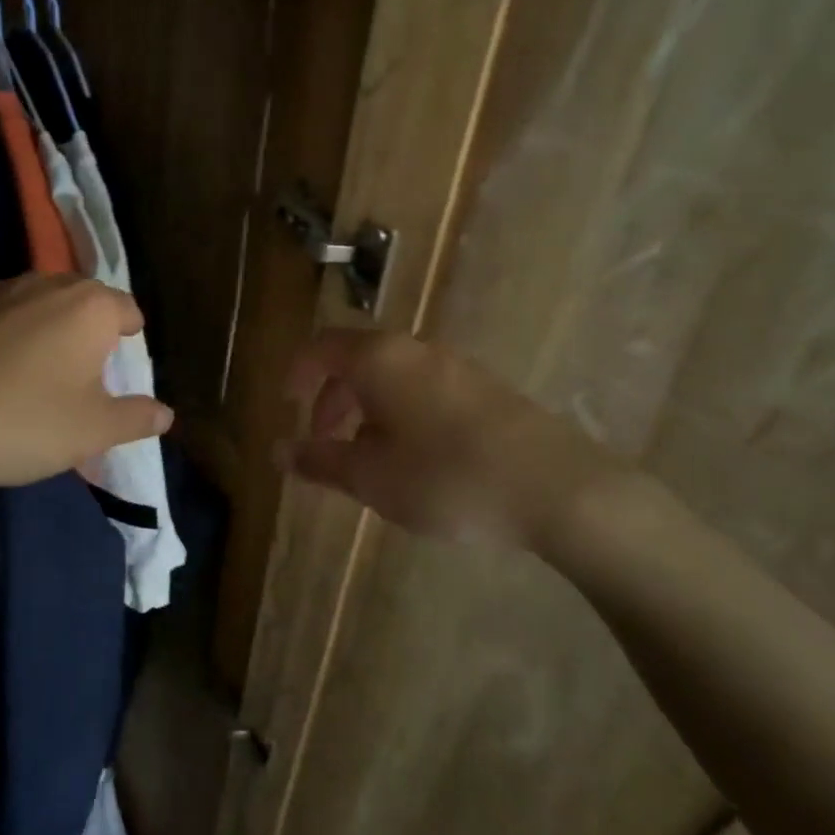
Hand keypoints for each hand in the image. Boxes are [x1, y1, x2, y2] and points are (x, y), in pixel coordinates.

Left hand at [0, 275, 172, 497]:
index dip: (130, 334)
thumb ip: (136, 418)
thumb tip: (166, 413)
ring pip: (38, 302)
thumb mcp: (93, 431)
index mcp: (89, 307)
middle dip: (89, 328)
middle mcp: (46, 285)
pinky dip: (5, 333)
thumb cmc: (23, 422)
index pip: (126, 308)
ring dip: (46, 327)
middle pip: (83, 299)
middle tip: (84, 372)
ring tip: (36, 371)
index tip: (123, 361)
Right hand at [278, 330, 626, 556]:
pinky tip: (415, 457)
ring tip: (367, 457)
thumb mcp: (372, 478)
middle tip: (324, 441)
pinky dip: (400, 411)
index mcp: (379, 358)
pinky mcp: (485, 388)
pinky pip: (423, 388)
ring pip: (391, 375)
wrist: (556, 487)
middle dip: (331, 398)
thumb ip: (319, 460)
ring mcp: (455, 365)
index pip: (320, 347)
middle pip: (356, 359)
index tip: (288, 408)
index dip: (296, 375)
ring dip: (366, 407)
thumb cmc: (447, 477)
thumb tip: (278, 451)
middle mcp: (414, 349)